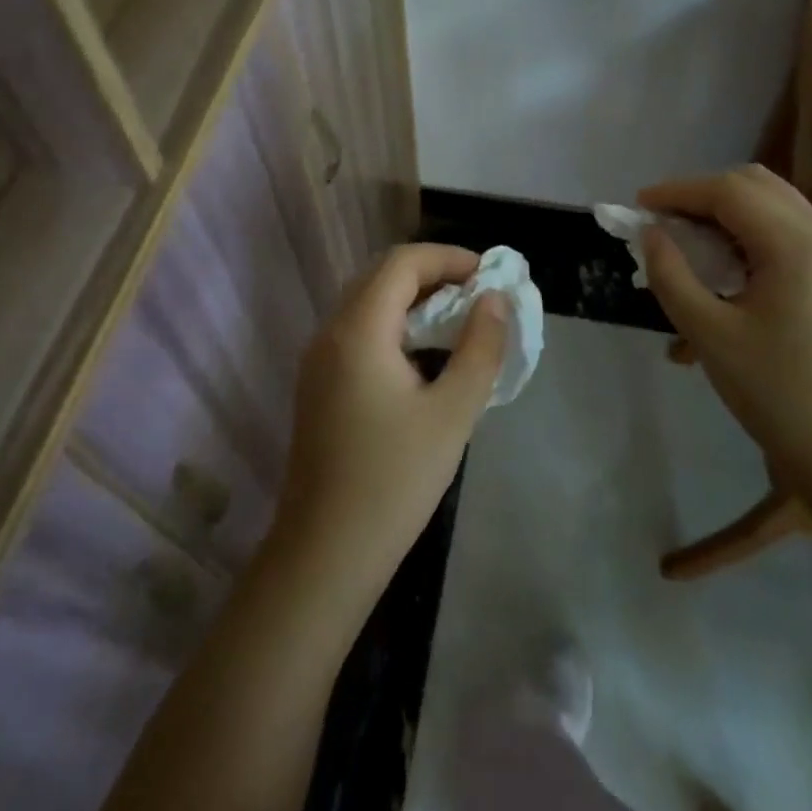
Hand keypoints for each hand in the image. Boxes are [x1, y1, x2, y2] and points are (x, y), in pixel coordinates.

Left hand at [275, 245, 506, 588]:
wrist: (325, 552)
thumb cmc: (394, 480)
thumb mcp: (452, 412)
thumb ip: (479, 348)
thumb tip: (493, 299)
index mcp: (358, 330)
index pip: (402, 262)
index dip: (449, 258)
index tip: (489, 277)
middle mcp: (330, 333)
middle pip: (382, 277)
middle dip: (434, 275)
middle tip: (479, 297)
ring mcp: (318, 360)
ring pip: (368, 305)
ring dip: (414, 301)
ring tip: (460, 324)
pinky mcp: (318, 385)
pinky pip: (359, 333)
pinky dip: (396, 327)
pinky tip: (425, 358)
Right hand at [639, 165, 811, 513]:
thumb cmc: (777, 396)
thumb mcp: (710, 335)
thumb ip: (672, 275)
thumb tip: (651, 233)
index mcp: (799, 246)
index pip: (730, 192)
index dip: (679, 191)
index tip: (639, 205)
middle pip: (757, 186)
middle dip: (704, 195)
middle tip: (664, 223)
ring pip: (776, 206)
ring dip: (728, 213)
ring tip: (689, 243)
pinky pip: (791, 235)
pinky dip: (751, 235)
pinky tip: (725, 269)